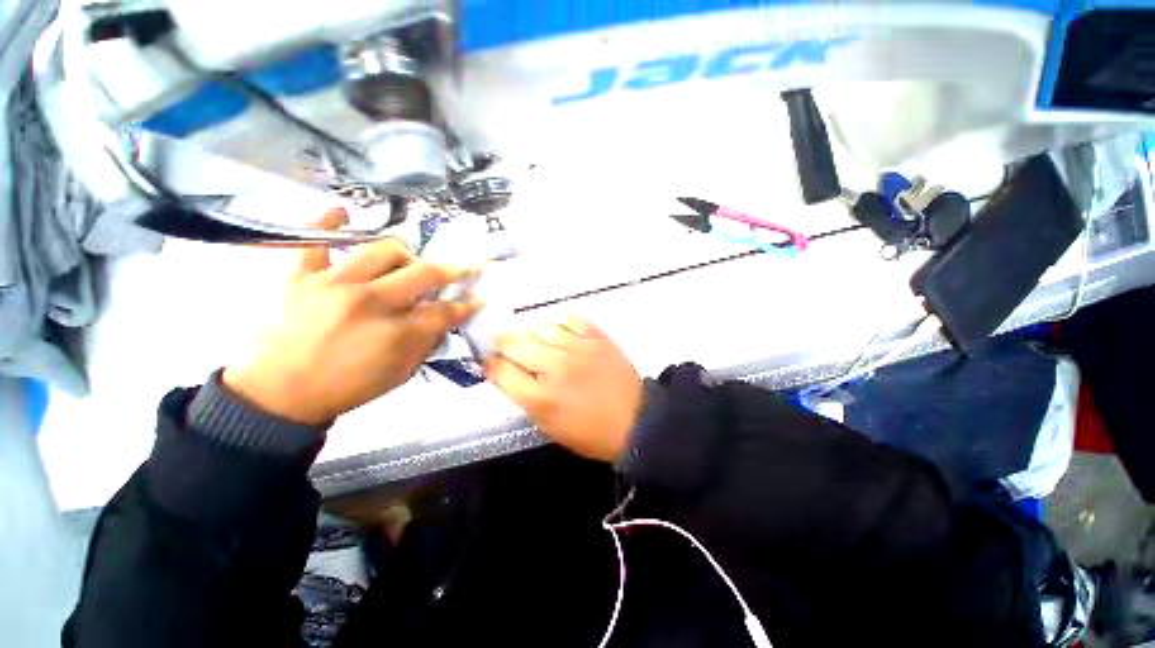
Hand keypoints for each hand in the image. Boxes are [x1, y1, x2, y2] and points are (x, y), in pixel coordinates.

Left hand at [223, 208, 480, 423]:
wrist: (277, 396)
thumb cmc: (345, 388)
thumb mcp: (399, 375)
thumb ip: (427, 344)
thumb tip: (446, 320)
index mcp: (395, 334)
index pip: (444, 311)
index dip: (465, 305)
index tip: (476, 298)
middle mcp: (370, 302)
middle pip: (423, 274)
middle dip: (451, 271)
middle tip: (459, 271)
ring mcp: (333, 284)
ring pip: (382, 250)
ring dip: (406, 255)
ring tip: (407, 264)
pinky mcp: (300, 277)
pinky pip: (314, 240)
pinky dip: (328, 223)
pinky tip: (342, 212)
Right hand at [485, 315, 642, 461]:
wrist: (635, 420)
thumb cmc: (589, 432)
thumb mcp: (548, 426)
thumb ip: (523, 397)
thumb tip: (506, 372)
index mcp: (540, 398)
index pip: (500, 370)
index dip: (489, 364)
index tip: (489, 361)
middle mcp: (555, 367)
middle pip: (514, 343)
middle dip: (502, 344)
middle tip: (504, 346)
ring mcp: (577, 348)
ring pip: (539, 326)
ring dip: (528, 331)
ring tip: (529, 337)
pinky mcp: (596, 337)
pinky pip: (569, 319)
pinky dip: (558, 322)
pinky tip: (556, 330)